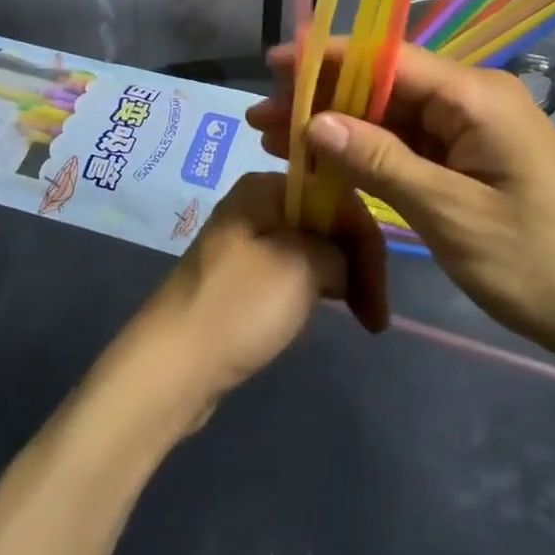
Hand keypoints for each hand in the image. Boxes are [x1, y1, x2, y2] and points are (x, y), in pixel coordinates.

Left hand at [122, 171, 388, 414]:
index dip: (365, 239)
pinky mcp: (241, 278)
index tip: (382, 293)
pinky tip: (320, 314)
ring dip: (339, 278)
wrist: (172, 367)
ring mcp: (246, 242)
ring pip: (310, 248)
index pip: (334, 196)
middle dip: (355, 261)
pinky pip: (290, 271)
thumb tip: (342, 263)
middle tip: (375, 315)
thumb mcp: (301, 268)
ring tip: (357, 316)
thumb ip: (337, 251)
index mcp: (264, 188)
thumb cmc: (238, 307)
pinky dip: (312, 290)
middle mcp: (255, 205)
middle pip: (324, 220)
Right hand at [246, 43, 554, 365]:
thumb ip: (380, 161)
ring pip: (390, 115)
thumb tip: (315, 120)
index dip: (324, 58)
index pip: (385, 57)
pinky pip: (410, 144)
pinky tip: (325, 163)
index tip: (271, 66)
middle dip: (321, 96)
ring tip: (275, 139)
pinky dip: (367, 153)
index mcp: (475, 95)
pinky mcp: (472, 160)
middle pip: (382, 83)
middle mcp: (472, 98)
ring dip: (337, 126)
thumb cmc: (541, 265)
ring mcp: (472, 130)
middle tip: (261, 117)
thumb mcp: (451, 215)